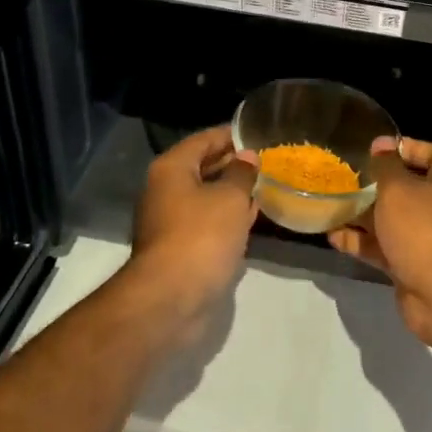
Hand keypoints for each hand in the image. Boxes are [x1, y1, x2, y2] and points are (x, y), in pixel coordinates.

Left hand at [127, 125, 257, 321]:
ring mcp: (169, 222)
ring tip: (264, 186)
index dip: (230, 134)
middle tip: (267, 160)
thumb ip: (241, 173)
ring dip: (232, 193)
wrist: (172, 299)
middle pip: (202, 167)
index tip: (258, 133)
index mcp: (171, 169)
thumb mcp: (230, 198)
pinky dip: (226, 217)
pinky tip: (250, 218)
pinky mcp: (179, 248)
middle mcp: (164, 190)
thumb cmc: (201, 236)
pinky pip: (206, 222)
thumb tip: (246, 156)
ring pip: (206, 197)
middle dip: (233, 164)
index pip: (203, 139)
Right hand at [329, 137, 431, 350]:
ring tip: (332, 205)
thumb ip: (385, 166)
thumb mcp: (398, 189)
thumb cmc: (424, 229)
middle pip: (407, 187)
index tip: (376, 148)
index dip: (406, 146)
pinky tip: (333, 237)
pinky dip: (361, 242)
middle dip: (376, 183)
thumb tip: (381, 146)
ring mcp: (426, 237)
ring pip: (390, 219)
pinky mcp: (411, 264)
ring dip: (362, 214)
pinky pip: (383, 247)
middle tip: (346, 176)